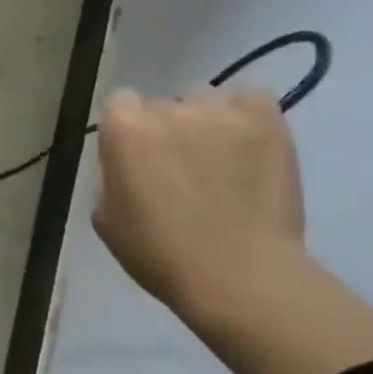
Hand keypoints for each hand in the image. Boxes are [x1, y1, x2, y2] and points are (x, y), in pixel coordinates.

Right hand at [94, 86, 306, 326]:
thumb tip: (128, 165)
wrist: (238, 275)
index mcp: (122, 130)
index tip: (136, 155)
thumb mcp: (107, 217)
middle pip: (162, 104)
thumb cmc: (159, 253)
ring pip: (205, 99)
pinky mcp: (266, 121)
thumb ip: (113, 176)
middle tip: (180, 166)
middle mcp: (167, 109)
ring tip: (219, 155)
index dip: (127, 128)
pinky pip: (250, 98)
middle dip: (167, 130)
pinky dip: (245, 114)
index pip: (119, 103)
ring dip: (205, 121)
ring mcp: (219, 112)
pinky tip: (246, 141)